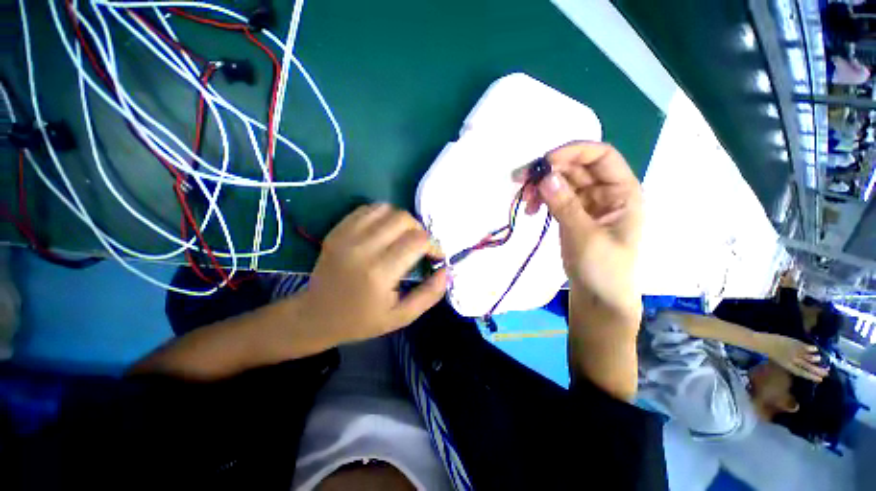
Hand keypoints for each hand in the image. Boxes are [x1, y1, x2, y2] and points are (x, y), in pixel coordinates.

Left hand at [301, 204, 447, 344]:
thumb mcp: (401, 317)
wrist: (315, 316)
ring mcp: (346, 236)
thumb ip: (429, 294)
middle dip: (419, 231)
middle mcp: (363, 248)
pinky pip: (367, 209)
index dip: (433, 245)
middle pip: (404, 219)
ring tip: (402, 238)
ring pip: (387, 209)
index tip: (434, 256)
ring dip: (402, 221)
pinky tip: (384, 232)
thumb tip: (446, 270)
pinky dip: (383, 216)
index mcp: (379, 273)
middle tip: (419, 247)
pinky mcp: (337, 231)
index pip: (417, 240)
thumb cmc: (361, 321)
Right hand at [515, 142, 643, 320]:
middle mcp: (605, 192)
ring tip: (524, 202)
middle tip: (520, 181)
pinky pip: (554, 198)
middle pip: (575, 167)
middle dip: (548, 171)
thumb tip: (545, 176)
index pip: (600, 156)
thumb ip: (565, 204)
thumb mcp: (585, 236)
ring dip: (540, 187)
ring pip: (561, 182)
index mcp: (622, 191)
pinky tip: (530, 210)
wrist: (597, 297)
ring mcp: (586, 203)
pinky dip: (541, 200)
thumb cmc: (603, 269)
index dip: (572, 152)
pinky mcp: (572, 214)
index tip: (543, 163)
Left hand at [757, 333, 828, 381]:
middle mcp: (793, 360)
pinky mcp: (794, 343)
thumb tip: (800, 363)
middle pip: (808, 367)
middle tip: (827, 372)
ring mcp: (794, 351)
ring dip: (815, 358)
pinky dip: (811, 348)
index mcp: (788, 366)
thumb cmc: (769, 352)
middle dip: (818, 370)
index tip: (821, 379)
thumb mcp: (780, 361)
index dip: (812, 376)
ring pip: (808, 357)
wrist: (762, 343)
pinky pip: (805, 346)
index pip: (803, 373)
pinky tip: (816, 349)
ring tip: (821, 360)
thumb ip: (790, 363)